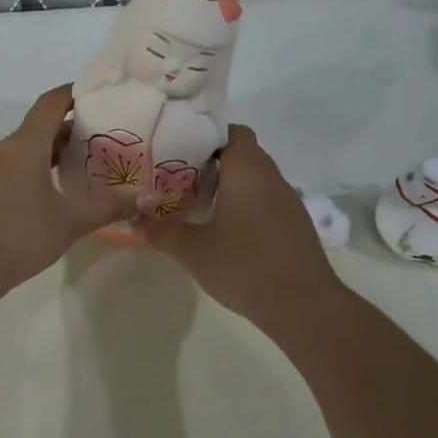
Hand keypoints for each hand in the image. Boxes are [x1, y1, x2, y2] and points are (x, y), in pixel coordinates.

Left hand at [0, 86, 136, 295]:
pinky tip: (45, 196)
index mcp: (24, 146)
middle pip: (37, 129)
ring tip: (78, 170)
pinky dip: (29, 172)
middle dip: (68, 131)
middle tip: (101, 141)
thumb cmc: (19, 237)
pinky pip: (7, 171)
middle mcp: (0, 150)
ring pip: (21, 152)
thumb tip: (147, 196)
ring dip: (48, 155)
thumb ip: (109, 205)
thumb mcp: (70, 222)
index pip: (50, 103)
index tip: (97, 95)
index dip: (73, 94)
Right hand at [143, 124, 345, 333]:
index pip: (232, 131)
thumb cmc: (243, 266)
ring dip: (229, 186)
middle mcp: (271, 177)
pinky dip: (245, 206)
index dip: (206, 135)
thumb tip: (135, 218)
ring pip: (255, 179)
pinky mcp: (295, 225)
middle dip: (211, 163)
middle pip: (242, 154)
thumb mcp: (192, 250)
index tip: (180, 150)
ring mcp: (288, 201)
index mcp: (247, 170)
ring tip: (197, 204)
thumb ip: (161, 231)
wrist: (302, 305)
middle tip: (179, 178)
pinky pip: (265, 201)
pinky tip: (226, 231)